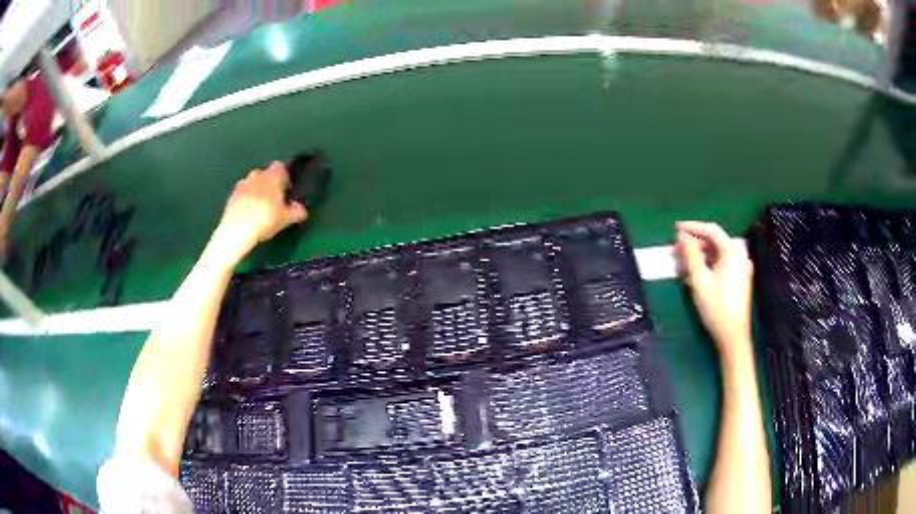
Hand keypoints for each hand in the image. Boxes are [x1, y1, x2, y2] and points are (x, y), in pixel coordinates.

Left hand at [216, 162, 307, 260]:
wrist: (237, 230)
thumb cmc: (265, 220)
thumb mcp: (285, 219)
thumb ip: (295, 212)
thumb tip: (303, 210)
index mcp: (272, 176)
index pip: (280, 166)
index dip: (284, 175)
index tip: (286, 187)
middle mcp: (257, 175)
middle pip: (265, 173)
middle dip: (269, 182)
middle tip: (274, 198)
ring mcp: (243, 184)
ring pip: (252, 182)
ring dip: (256, 189)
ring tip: (260, 206)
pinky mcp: (232, 195)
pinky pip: (242, 193)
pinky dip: (246, 198)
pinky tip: (248, 212)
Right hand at [676, 221, 752, 357]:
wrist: (733, 336)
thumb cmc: (716, 307)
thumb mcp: (700, 280)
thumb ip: (690, 254)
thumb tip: (681, 236)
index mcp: (732, 252)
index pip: (711, 230)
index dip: (693, 227)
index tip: (675, 229)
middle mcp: (740, 255)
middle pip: (715, 241)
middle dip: (694, 242)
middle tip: (676, 247)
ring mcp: (741, 267)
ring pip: (717, 253)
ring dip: (699, 254)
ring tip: (681, 261)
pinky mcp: (739, 279)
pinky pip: (722, 263)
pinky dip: (707, 263)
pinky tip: (694, 272)